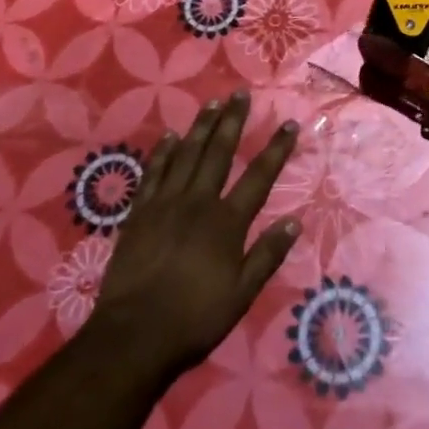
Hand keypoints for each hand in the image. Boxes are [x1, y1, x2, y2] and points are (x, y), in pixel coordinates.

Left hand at [87, 92, 301, 383]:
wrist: (134, 334)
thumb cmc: (194, 318)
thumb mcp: (241, 294)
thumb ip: (267, 255)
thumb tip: (294, 222)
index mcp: (227, 222)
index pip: (259, 177)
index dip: (276, 149)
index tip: (289, 125)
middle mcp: (198, 202)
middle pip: (219, 152)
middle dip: (233, 121)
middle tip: (240, 94)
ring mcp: (166, 203)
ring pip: (187, 154)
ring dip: (201, 126)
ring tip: (212, 103)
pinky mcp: (140, 212)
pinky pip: (154, 172)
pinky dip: (163, 151)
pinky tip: (169, 136)